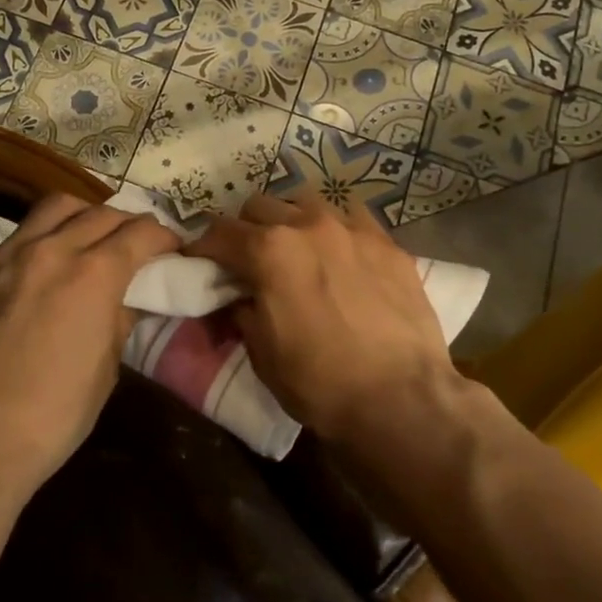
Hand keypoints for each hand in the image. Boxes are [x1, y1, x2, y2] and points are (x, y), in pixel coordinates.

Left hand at [0, 193, 180, 487]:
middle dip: (128, 223)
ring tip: (91, 236)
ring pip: (55, 207)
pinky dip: (44, 237)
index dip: (163, 237)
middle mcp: (51, 250)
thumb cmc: (53, 414)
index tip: (172, 248)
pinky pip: (19, 235)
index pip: (139, 233)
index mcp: (92, 275)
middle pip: (100, 213)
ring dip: (84, 215)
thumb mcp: (106, 369)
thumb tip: (125, 299)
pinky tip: (45, 264)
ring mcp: (8, 255)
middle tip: (138, 243)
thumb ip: (119, 320)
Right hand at [188, 193, 464, 444]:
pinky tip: (341, 253)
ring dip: (291, 220)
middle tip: (248, 259)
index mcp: (269, 251)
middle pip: (260, 206)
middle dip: (246, 229)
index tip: (199, 262)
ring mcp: (352, 229)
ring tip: (297, 249)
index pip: (219, 232)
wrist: (401, 399)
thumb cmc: (320, 383)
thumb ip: (243, 311)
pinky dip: (335, 229)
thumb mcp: (262, 354)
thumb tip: (239, 297)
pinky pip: (351, 217)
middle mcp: (307, 225)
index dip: (202, 248)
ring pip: (306, 202)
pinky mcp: (387, 243)